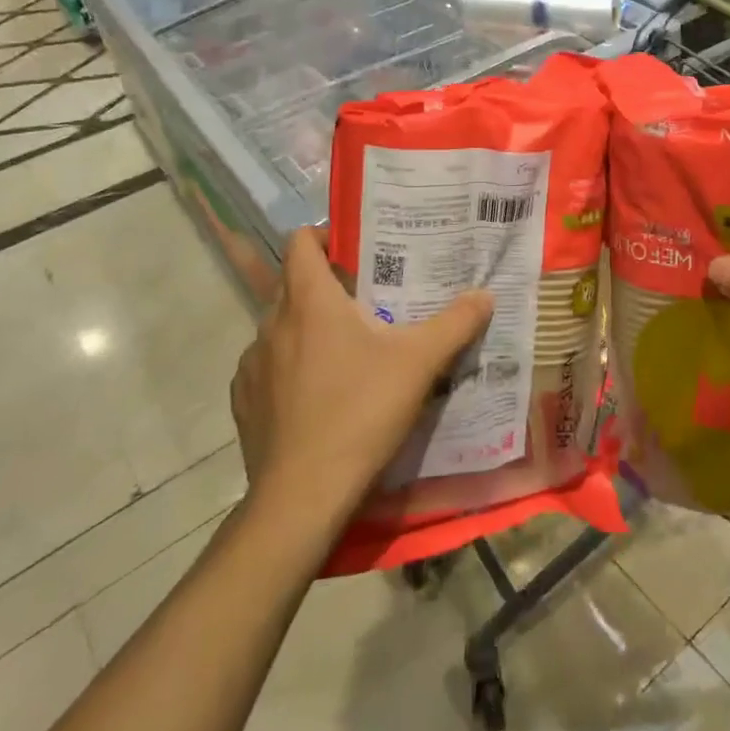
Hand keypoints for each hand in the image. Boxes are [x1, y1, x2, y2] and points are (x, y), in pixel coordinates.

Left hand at [231, 229, 493, 525]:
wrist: (303, 495)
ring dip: (308, 330)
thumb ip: (455, 323)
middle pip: (294, 284)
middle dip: (327, 286)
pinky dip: (290, 369)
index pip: (299, 241)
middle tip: (368, 301)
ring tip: (346, 352)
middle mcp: (271, 323)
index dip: (324, 235)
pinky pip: (268, 368)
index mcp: (309, 301)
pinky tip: (318, 396)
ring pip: (280, 329)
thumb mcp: (420, 362)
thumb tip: (485, 295)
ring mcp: (251, 365)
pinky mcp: (244, 402)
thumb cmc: (361, 411)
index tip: (355, 250)